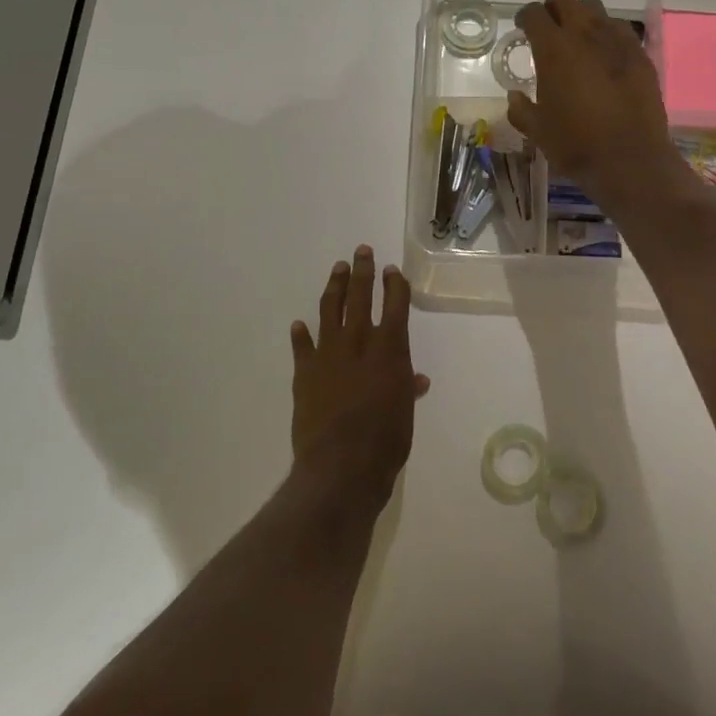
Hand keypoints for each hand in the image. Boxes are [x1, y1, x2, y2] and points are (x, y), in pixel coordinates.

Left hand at [290, 247, 430, 511]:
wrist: (340, 464)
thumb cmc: (386, 439)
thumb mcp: (405, 412)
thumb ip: (407, 388)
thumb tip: (416, 379)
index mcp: (389, 349)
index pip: (394, 305)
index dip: (394, 285)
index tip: (392, 270)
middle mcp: (358, 343)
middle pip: (361, 297)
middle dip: (363, 272)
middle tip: (361, 251)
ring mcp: (328, 355)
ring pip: (331, 311)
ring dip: (335, 288)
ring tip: (338, 269)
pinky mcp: (304, 372)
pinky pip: (302, 347)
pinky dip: (301, 335)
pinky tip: (299, 323)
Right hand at [506, 0, 680, 207]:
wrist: (630, 159)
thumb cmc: (576, 145)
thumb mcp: (538, 131)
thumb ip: (521, 110)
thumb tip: (514, 97)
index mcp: (554, 50)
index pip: (535, 14)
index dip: (526, 17)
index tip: (523, 28)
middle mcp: (585, 35)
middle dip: (554, 8)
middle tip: (549, 29)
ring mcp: (617, 41)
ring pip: (596, 9)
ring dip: (582, 17)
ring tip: (579, 40)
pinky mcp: (640, 54)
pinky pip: (620, 29)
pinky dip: (607, 34)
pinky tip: (605, 56)